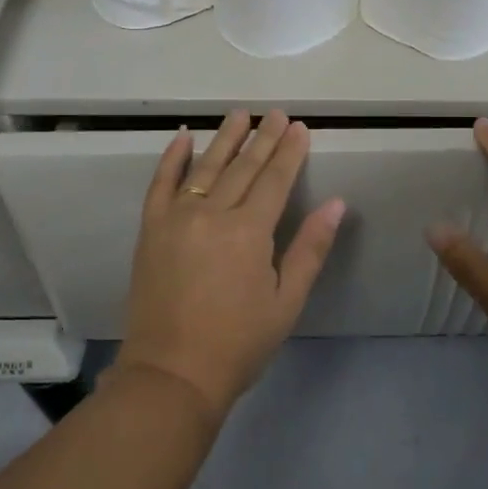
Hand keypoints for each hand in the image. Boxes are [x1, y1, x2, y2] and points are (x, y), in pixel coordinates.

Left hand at [114, 109, 345, 423]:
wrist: (172, 374)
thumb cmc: (239, 342)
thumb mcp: (287, 301)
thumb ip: (310, 248)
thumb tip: (337, 204)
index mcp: (249, 231)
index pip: (275, 179)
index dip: (289, 152)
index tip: (299, 127)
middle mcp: (212, 214)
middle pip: (243, 167)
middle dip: (263, 138)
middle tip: (276, 113)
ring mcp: (176, 218)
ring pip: (205, 167)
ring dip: (225, 138)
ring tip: (240, 114)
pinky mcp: (151, 229)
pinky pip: (160, 184)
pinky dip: (172, 158)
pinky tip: (184, 137)